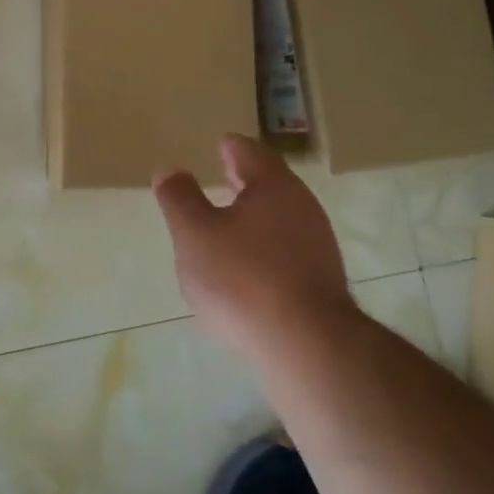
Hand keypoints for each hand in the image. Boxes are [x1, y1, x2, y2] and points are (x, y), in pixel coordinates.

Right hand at [153, 134, 353, 362]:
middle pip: (270, 182)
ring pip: (282, 217)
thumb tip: (170, 169)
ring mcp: (318, 245)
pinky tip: (249, 268)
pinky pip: (289, 249)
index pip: (249, 152)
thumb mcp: (194, 235)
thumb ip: (179, 199)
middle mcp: (302, 206)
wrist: (307, 346)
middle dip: (245, 180)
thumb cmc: (242, 278)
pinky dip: (267, 247)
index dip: (230, 148)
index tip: (218, 147)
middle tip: (223, 176)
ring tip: (229, 224)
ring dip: (256, 215)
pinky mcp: (323, 281)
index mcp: (273, 185)